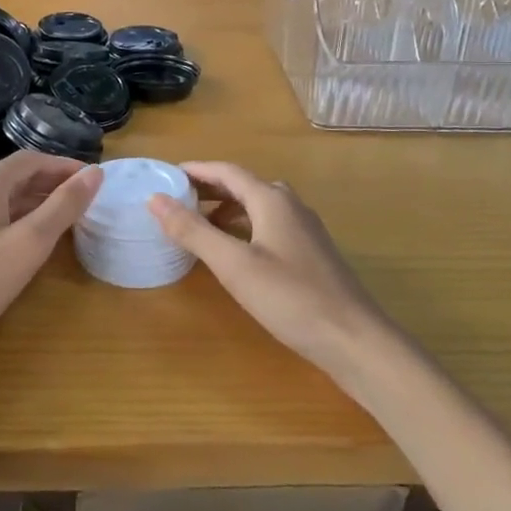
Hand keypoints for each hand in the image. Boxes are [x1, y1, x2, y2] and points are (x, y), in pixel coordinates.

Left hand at [0, 151, 101, 365]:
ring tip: (67, 218)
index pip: (32, 160)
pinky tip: (30, 240)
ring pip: (4, 197)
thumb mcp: (30, 243)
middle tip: (85, 199)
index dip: (65, 166)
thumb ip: (63, 206)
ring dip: (36, 201)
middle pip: (17, 176)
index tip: (93, 179)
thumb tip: (94, 173)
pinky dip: (18, 218)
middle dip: (52, 183)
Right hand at [148, 162, 388, 374]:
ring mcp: (305, 231)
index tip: (166, 175)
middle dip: (210, 189)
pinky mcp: (311, 254)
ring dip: (227, 209)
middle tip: (177, 199)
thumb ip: (193, 230)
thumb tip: (155, 199)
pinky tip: (235, 252)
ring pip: (258, 207)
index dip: (196, 170)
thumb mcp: (233, 265)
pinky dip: (244, 228)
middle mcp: (290, 206)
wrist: (355, 340)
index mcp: (272, 200)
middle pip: (244, 186)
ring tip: (199, 225)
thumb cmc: (291, 297)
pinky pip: (269, 226)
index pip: (227, 171)